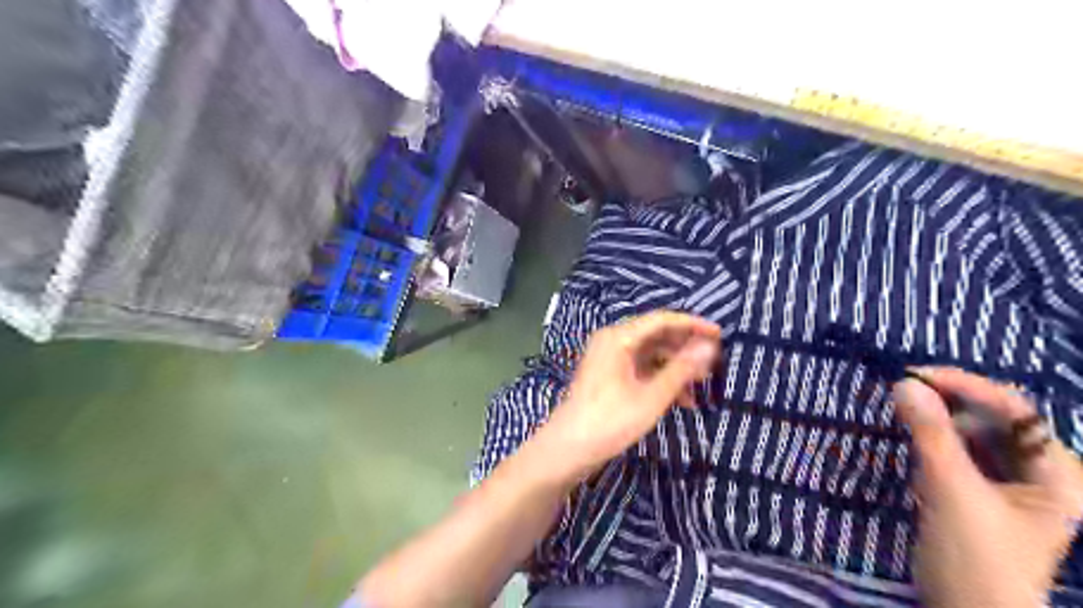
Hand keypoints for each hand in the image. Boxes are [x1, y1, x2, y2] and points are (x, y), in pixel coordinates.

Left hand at [532, 311, 715, 481]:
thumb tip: (709, 347)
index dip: (693, 325)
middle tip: (714, 363)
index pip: (662, 319)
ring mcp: (608, 358)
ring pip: (650, 353)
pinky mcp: (608, 375)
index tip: (720, 336)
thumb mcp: (652, 396)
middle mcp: (612, 341)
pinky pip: (640, 367)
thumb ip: (681, 369)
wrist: (568, 449)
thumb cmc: (611, 421)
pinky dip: (660, 378)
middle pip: (656, 334)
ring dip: (675, 366)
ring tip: (701, 384)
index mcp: (619, 337)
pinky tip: (680, 399)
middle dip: (685, 348)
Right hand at [894, 368, 1082, 605]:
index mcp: (1057, 474)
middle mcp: (1037, 472)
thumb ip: (930, 435)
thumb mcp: (953, 491)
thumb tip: (904, 384)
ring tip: (903, 409)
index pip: (1017, 411)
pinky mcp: (975, 490)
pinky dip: (931, 438)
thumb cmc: (976, 557)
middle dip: (950, 401)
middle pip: (994, 419)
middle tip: (903, 390)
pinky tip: (911, 436)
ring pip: (971, 432)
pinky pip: (955, 450)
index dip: (969, 386)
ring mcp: (1005, 482)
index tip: (916, 375)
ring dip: (938, 418)